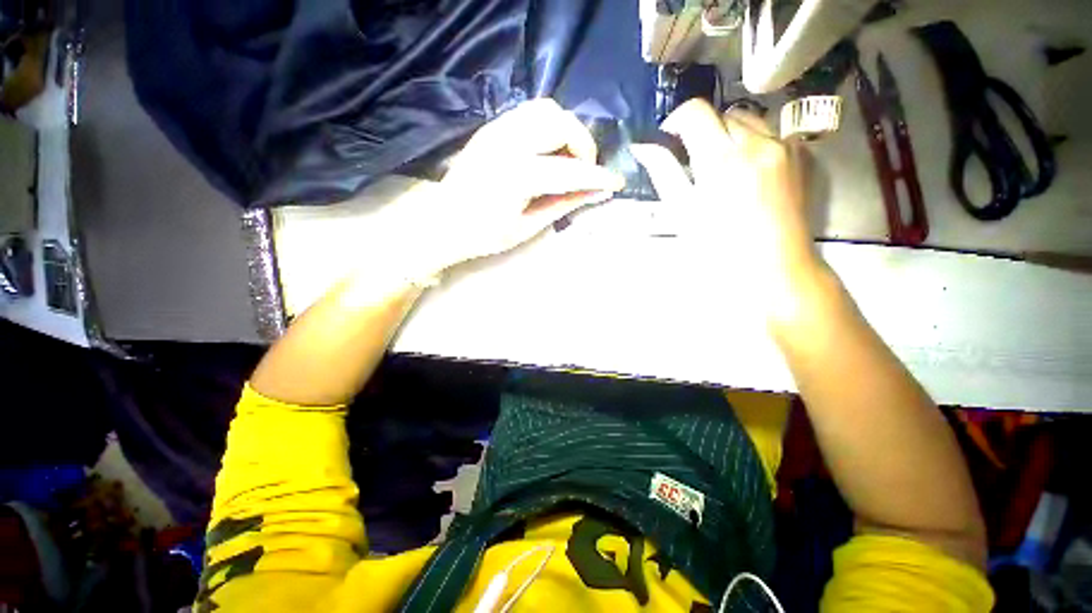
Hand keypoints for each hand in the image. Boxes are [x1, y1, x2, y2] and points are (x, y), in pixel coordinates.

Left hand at [403, 98, 624, 274]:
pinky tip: (548, 151)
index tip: (616, 181)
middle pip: (561, 123)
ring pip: (547, 109)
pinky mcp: (492, 127)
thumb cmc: (484, 234)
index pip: (570, 169)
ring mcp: (497, 129)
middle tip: (584, 172)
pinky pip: (530, 113)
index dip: (597, 175)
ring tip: (567, 159)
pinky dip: (549, 127)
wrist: (443, 222)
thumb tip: (596, 193)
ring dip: (567, 131)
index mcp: (516, 175)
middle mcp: (507, 142)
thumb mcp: (527, 227)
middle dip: (583, 146)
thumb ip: (563, 204)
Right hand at [632, 100, 820, 313]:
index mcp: (721, 161)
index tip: (670, 139)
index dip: (676, 120)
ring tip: (721, 165)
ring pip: (747, 119)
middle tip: (694, 162)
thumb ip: (664, 173)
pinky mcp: (799, 154)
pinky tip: (747, 170)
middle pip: (721, 114)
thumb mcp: (683, 212)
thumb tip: (642, 147)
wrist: (775, 266)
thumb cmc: (719, 248)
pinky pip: (770, 132)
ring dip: (728, 133)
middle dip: (703, 131)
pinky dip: (752, 141)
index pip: (695, 112)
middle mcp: (756, 143)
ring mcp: (783, 146)